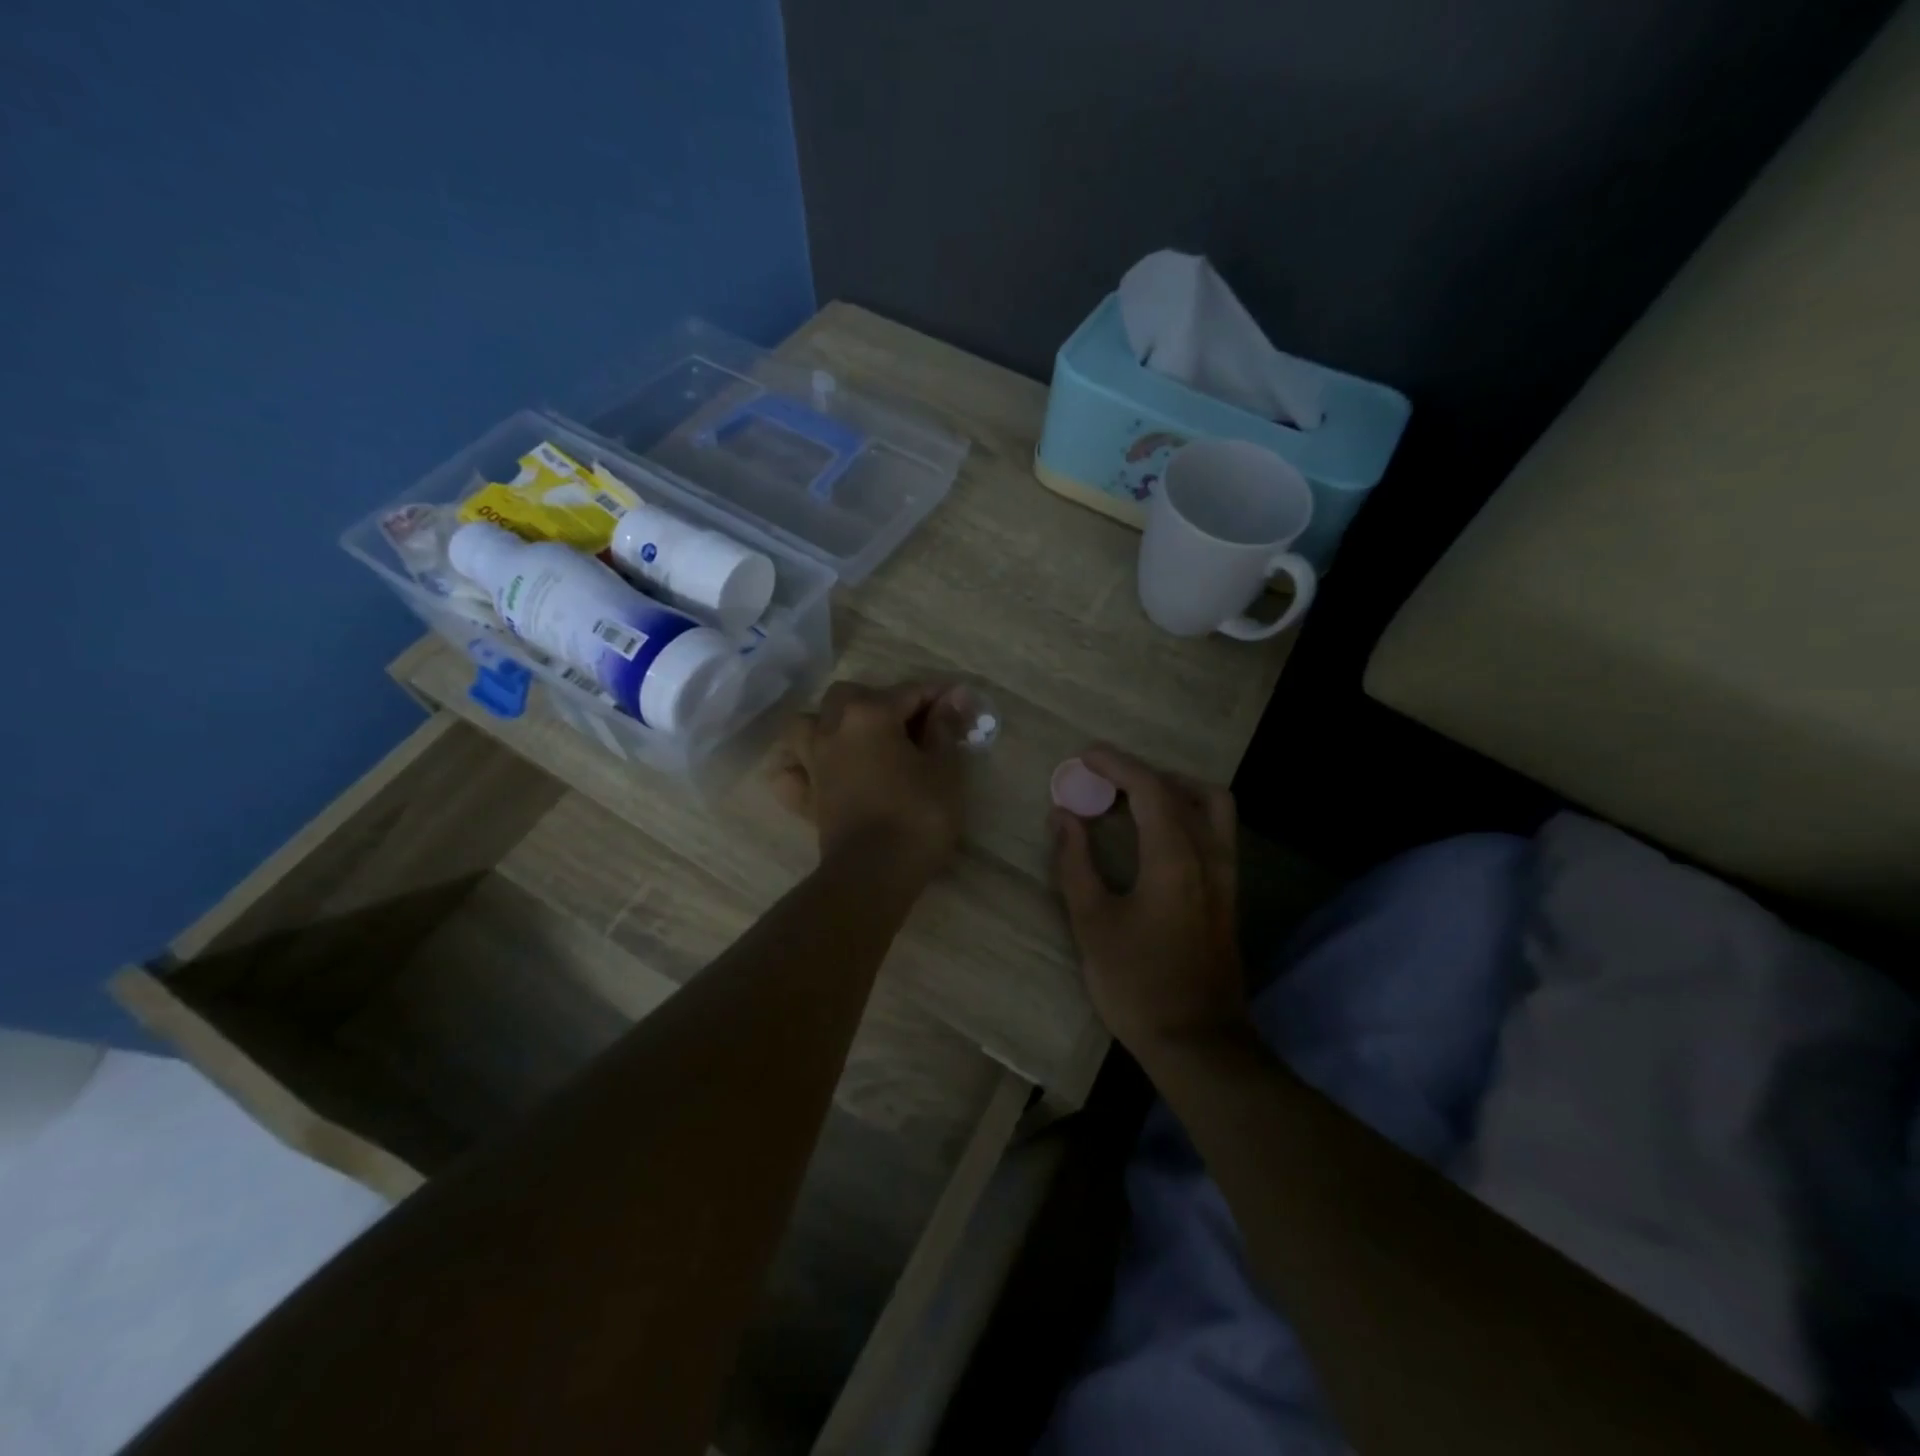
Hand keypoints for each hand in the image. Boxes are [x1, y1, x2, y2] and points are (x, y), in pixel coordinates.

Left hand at [771, 680, 968, 880]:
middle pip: (852, 695)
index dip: (939, 696)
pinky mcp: (805, 795)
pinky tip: (819, 772)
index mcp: (869, 714)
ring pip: (809, 724)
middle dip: (881, 700)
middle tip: (912, 724)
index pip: (909, 692)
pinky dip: (802, 766)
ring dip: (831, 723)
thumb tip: (952, 698)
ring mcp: (813, 761)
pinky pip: (793, 771)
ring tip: (856, 738)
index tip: (962, 704)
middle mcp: (833, 728)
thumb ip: (945, 728)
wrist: (874, 873)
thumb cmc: (918, 816)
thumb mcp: (944, 769)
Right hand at [1050, 746, 1250, 1061]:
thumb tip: (1063, 815)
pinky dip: (1187, 813)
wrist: (1197, 1041)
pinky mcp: (1228, 894)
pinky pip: (1216, 830)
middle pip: (1184, 790)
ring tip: (1134, 798)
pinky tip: (1158, 833)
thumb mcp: (1092, 923)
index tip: (1086, 756)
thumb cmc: (1137, 983)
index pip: (1150, 788)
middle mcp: (1209, 855)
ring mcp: (1226, 875)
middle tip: (1104, 779)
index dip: (1117, 764)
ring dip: (1174, 789)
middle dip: (1142, 773)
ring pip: (1213, 806)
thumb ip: (1075, 862)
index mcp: (1175, 858)